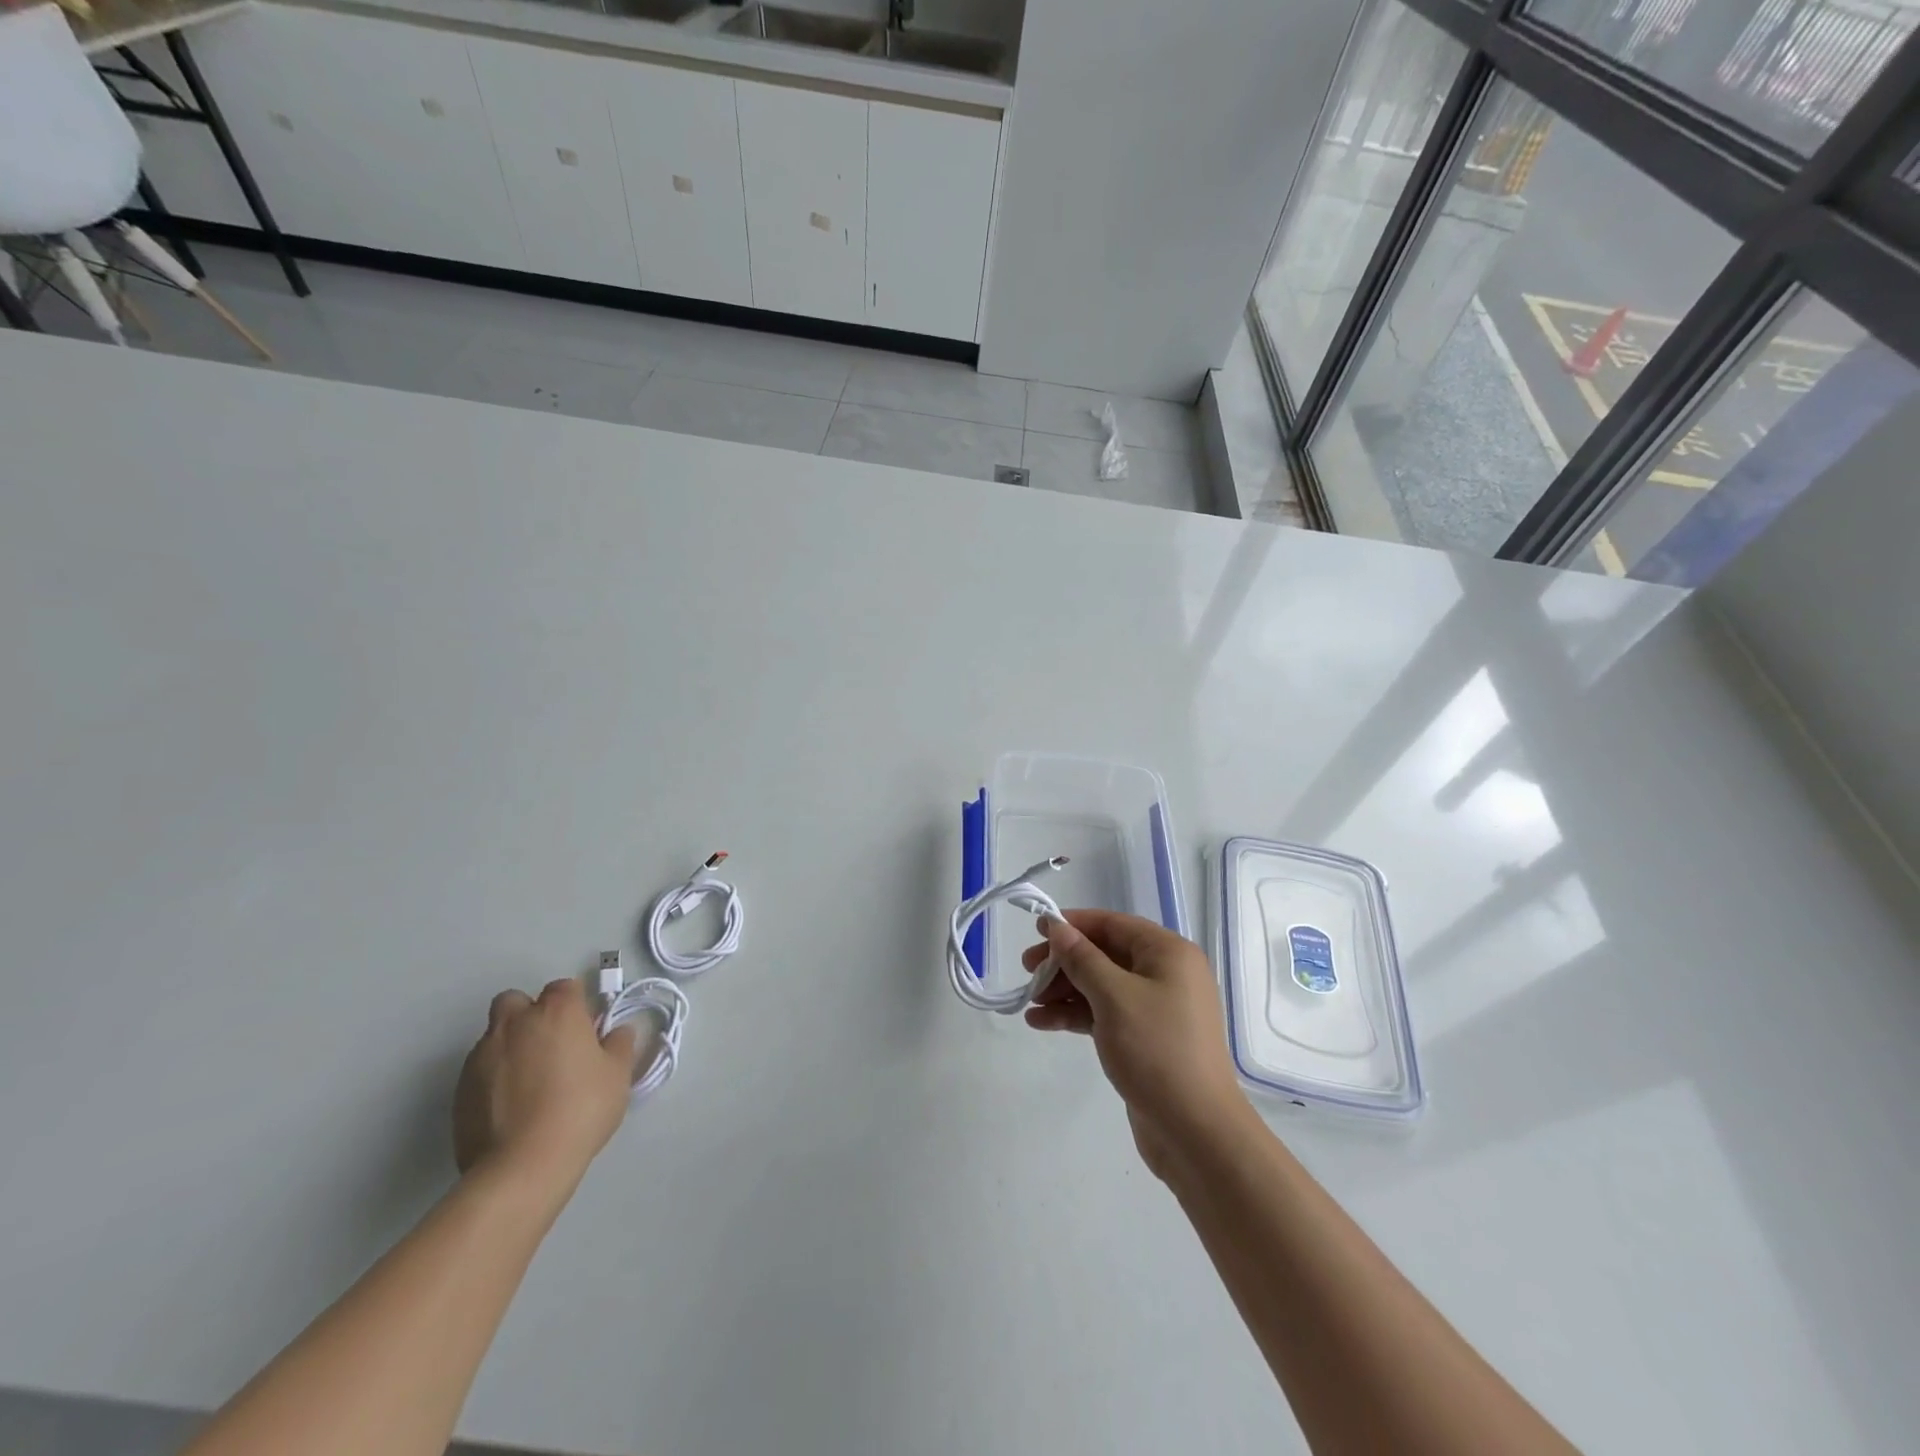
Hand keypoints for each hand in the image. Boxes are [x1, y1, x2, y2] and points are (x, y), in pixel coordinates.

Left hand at [453, 978, 637, 1188]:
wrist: (521, 1166)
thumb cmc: (580, 1109)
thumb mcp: (618, 1075)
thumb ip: (619, 1045)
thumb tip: (617, 1032)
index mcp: (556, 1012)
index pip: (564, 987)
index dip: (576, 1005)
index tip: (586, 1030)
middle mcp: (514, 1024)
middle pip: (516, 1001)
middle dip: (530, 1015)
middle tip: (551, 1046)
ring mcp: (480, 1056)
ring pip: (495, 1036)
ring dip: (510, 1047)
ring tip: (530, 1083)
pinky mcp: (458, 1090)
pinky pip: (479, 1070)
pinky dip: (493, 1077)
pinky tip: (510, 1107)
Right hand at [1024, 910, 1252, 1177]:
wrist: (1196, 1132)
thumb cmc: (1157, 1050)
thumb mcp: (1113, 997)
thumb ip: (1082, 958)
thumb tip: (1058, 927)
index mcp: (1168, 953)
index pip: (1113, 925)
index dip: (1074, 924)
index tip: (1037, 930)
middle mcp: (1166, 974)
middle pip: (1105, 954)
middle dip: (1064, 962)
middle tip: (1027, 970)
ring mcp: (1156, 1008)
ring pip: (1102, 986)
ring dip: (1065, 991)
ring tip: (1029, 1003)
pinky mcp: (1145, 1038)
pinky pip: (1105, 1014)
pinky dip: (1076, 1015)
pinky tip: (1041, 1023)